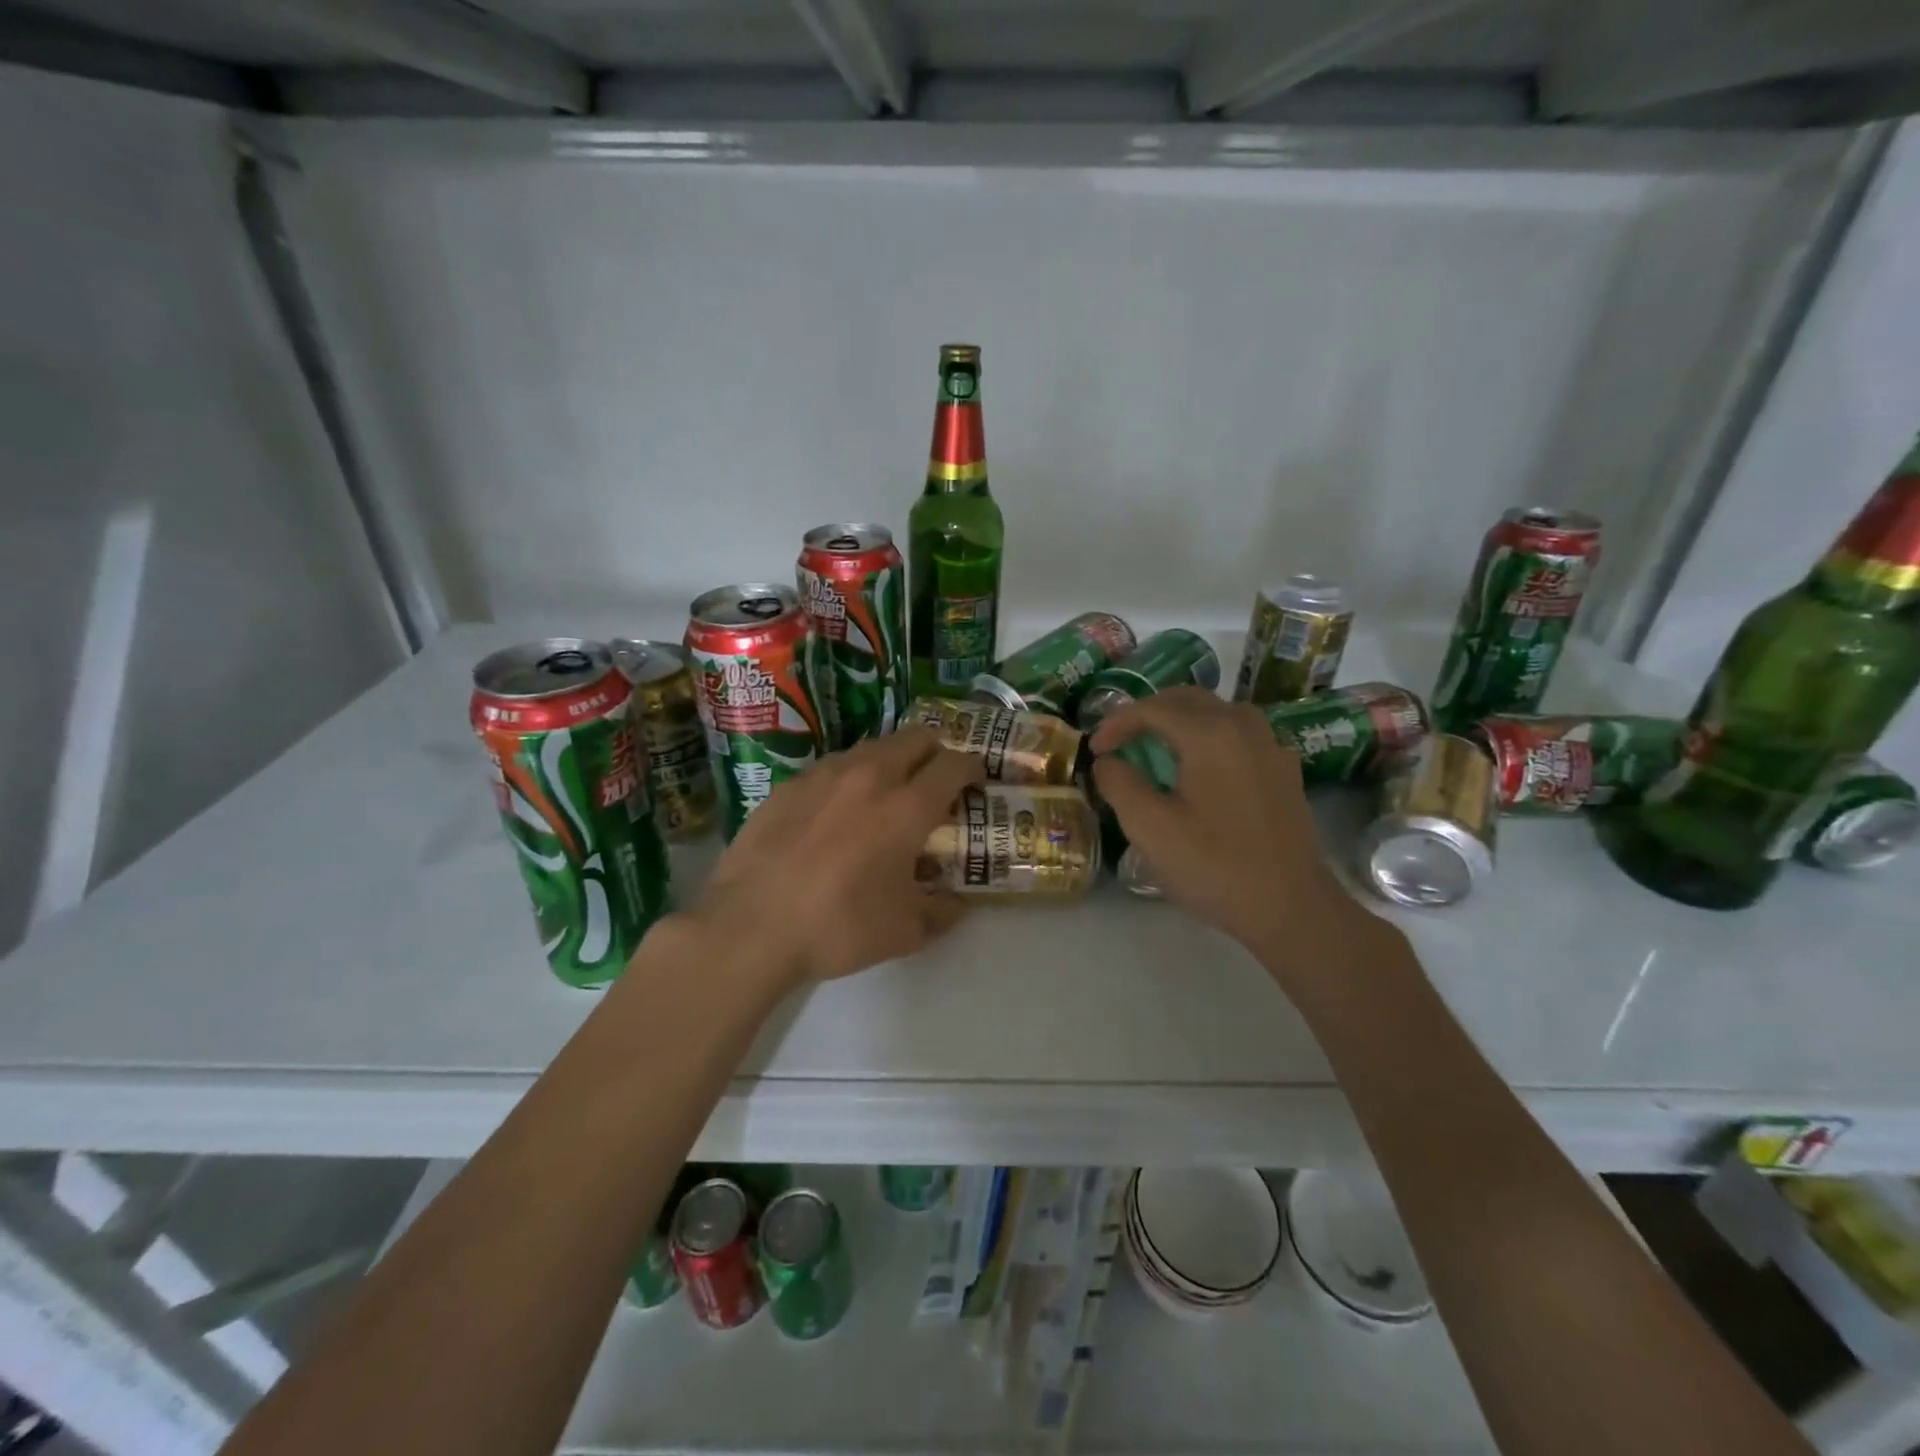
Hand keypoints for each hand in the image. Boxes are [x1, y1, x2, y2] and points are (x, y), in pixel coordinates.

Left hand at [691, 728, 983, 988]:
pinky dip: (849, 778)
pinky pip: (832, 767)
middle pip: (916, 737)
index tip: (975, 782)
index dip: (972, 768)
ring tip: (885, 795)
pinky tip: (836, 812)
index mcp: (907, 806)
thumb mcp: (905, 932)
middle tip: (935, 781)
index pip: (954, 764)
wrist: (750, 926)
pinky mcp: (789, 784)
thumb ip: (942, 912)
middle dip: (935, 752)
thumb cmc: (839, 927)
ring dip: (891, 761)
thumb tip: (958, 902)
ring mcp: (824, 774)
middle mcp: (870, 776)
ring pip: (872, 747)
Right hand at [1089, 687, 1372, 967]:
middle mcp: (1243, 726)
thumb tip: (1108, 762)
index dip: (1116, 723)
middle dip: (1147, 713)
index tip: (1095, 749)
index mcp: (1209, 734)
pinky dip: (1210, 736)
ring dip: (1181, 720)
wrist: (1291, 907)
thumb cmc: (1214, 866)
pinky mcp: (1284, 770)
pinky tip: (1201, 768)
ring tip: (1157, 748)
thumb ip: (1119, 784)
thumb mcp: (1149, 828)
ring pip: (1218, 711)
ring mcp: (1270, 746)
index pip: (1152, 708)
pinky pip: (1240, 733)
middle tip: (1120, 740)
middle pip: (1187, 699)